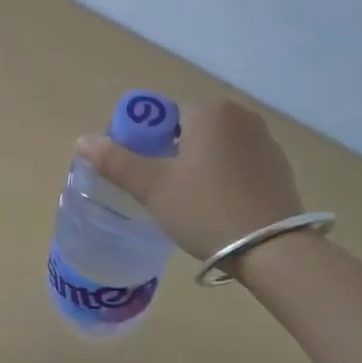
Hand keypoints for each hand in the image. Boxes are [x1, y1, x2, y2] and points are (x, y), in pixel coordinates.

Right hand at [76, 98, 302, 260]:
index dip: (144, 145)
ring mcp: (265, 140)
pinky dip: (224, 177)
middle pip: (189, 131)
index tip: (142, 177)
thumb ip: (116, 161)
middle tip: (162, 192)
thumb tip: (81, 140)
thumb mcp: (154, 188)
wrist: (274, 250)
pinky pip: (239, 164)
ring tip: (191, 203)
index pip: (162, 118)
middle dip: (172, 156)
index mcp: (210, 111)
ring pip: (215, 148)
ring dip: (199, 166)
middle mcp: (241, 116)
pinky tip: (220, 207)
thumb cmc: (206, 210)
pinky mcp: (280, 167)